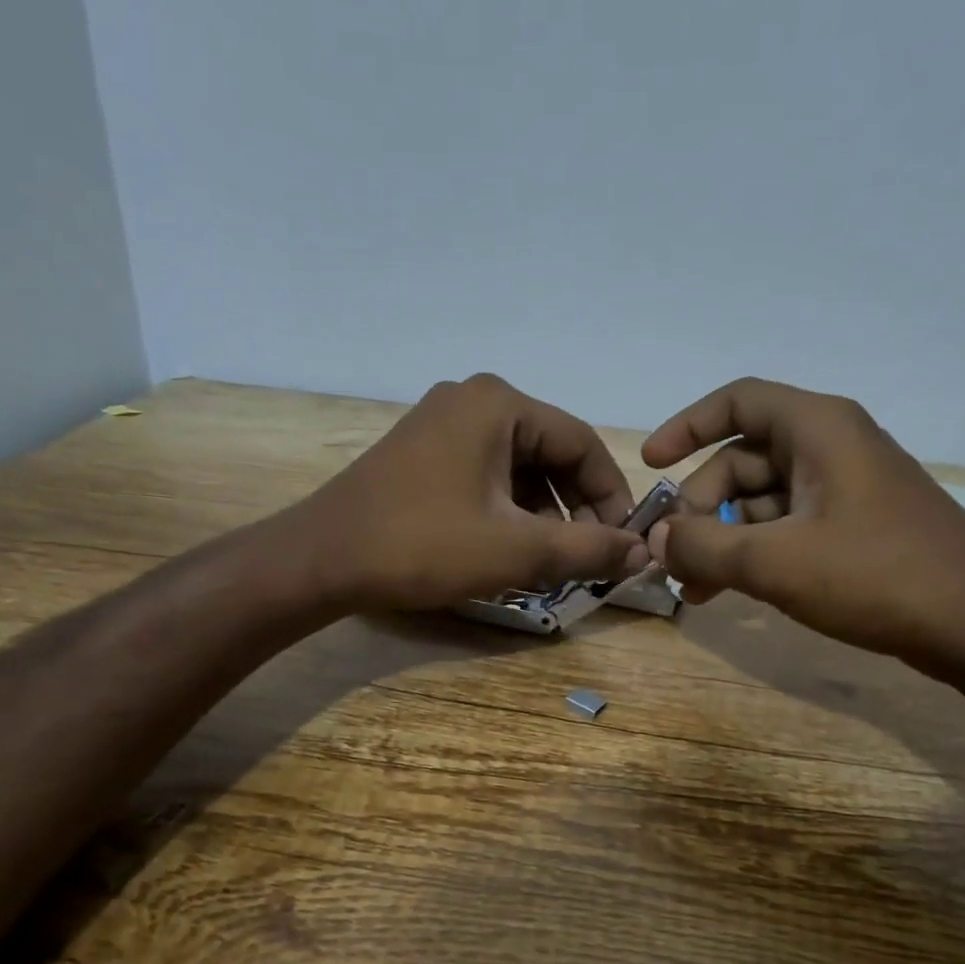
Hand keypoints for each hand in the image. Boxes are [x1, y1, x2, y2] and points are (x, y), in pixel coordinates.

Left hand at [301, 374, 650, 611]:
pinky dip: (507, 512)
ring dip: (541, 515)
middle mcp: (473, 400)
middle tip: (585, 559)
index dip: (612, 496)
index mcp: (500, 404)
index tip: (623, 544)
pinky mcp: (422, 452)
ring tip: (547, 563)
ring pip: (518, 468)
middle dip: (574, 509)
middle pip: (551, 453)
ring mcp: (442, 424)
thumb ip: (588, 549)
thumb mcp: (516, 552)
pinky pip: (486, 476)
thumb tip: (643, 553)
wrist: (321, 560)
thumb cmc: (423, 546)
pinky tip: (506, 551)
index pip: (583, 443)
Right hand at [642, 378, 964, 672]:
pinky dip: (754, 553)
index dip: (686, 426)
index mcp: (818, 429)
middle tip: (675, 557)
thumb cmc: (877, 575)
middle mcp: (831, 448)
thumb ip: (704, 548)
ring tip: (694, 589)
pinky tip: (731, 591)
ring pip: (761, 500)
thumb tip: (657, 541)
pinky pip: (787, 527)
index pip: (737, 401)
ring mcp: (846, 490)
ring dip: (722, 539)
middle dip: (700, 506)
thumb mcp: (775, 562)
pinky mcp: (855, 528)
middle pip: (742, 459)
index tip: (650, 465)